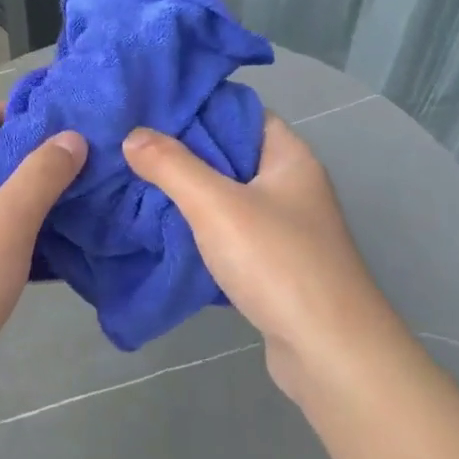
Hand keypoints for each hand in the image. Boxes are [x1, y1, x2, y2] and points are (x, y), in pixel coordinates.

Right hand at [123, 114, 406, 402]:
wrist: (328, 351)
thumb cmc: (277, 263)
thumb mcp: (216, 205)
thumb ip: (172, 166)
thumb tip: (133, 135)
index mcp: (288, 157)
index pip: (240, 112)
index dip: (197, 107)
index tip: (148, 110)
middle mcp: (290, 185)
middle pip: (229, 154)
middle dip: (182, 152)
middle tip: (130, 147)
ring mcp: (284, 227)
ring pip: (226, 196)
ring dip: (187, 193)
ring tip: (136, 183)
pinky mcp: (272, 264)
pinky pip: (228, 232)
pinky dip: (199, 228)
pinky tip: (163, 228)